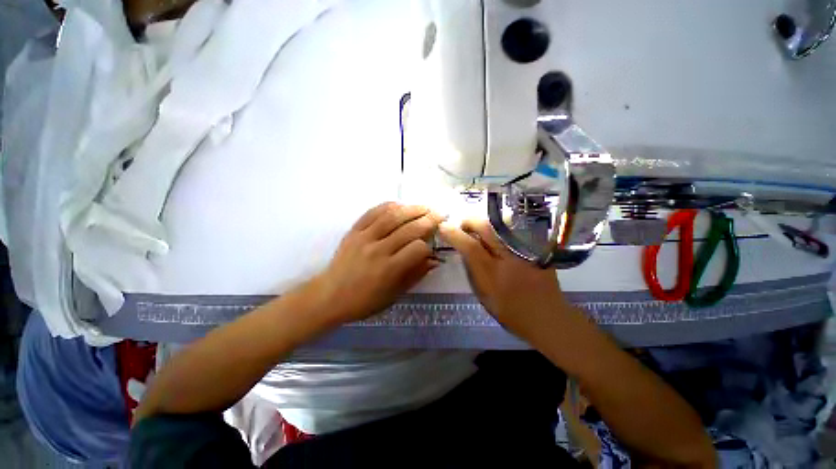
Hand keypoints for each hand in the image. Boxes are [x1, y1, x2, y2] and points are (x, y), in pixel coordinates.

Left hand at [314, 202, 443, 323]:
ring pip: (392, 216)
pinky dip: (389, 206)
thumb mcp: (394, 294)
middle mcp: (378, 249)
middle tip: (440, 214)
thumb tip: (434, 260)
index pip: (417, 248)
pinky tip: (400, 205)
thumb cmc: (364, 300)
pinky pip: (373, 212)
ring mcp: (364, 237)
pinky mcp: (353, 230)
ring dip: (412, 208)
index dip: (428, 246)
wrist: (329, 295)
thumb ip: (415, 275)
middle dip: (428, 220)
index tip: (431, 247)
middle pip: (408, 228)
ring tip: (425, 206)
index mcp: (389, 269)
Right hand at [439, 219, 568, 337]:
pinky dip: (502, 228)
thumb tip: (466, 252)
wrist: (549, 318)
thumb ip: (474, 273)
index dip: (455, 234)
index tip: (444, 228)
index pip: (470, 247)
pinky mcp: (537, 249)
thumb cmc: (512, 313)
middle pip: (487, 229)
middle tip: (463, 225)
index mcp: (493, 275)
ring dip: (485, 223)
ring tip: (479, 229)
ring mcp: (525, 252)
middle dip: (470, 222)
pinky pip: (515, 230)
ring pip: (501, 225)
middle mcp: (508, 259)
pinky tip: (498, 234)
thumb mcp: (485, 297)